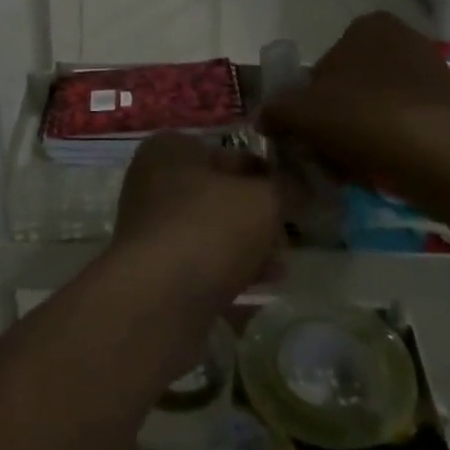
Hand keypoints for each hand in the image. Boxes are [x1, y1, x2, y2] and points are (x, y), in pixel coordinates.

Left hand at [112, 133, 283, 306]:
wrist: (160, 300)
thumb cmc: (211, 227)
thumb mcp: (263, 198)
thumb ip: (286, 187)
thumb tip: (299, 185)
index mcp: (170, 149)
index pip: (229, 152)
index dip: (266, 172)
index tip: (295, 194)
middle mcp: (152, 181)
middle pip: (220, 194)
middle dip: (257, 214)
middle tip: (289, 233)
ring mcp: (150, 227)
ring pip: (211, 229)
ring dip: (248, 245)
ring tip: (281, 265)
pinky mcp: (154, 270)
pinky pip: (200, 262)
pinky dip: (229, 269)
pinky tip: (261, 284)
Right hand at [257, 11, 449, 194]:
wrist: (434, 154)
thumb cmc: (361, 116)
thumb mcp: (301, 113)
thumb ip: (276, 110)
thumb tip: (262, 118)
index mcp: (368, 26)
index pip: (326, 64)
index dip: (311, 100)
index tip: (309, 129)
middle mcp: (404, 38)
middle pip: (353, 86)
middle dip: (338, 118)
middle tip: (326, 152)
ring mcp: (432, 71)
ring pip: (378, 106)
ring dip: (362, 133)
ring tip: (352, 168)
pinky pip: (407, 123)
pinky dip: (391, 142)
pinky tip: (381, 168)